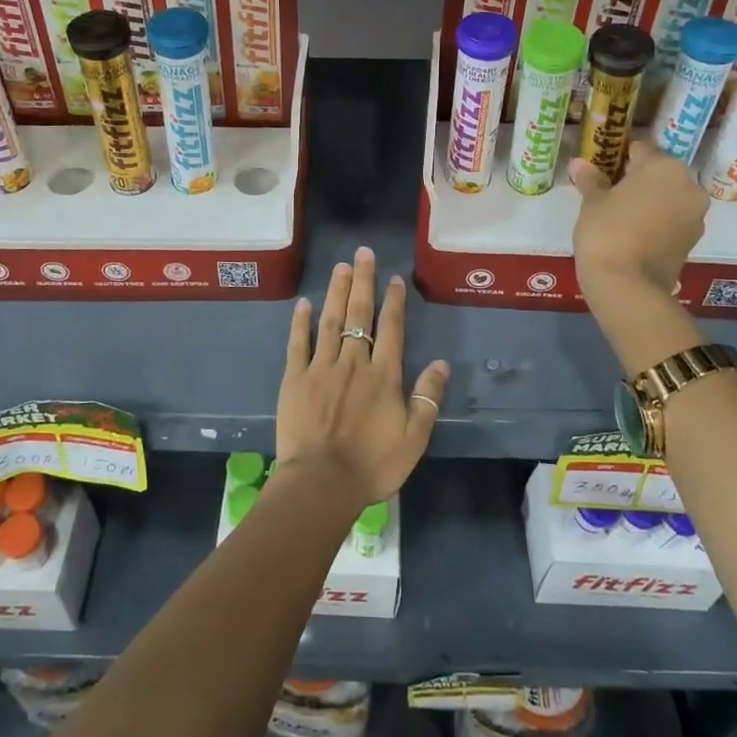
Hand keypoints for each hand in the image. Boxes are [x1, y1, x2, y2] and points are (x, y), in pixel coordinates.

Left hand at [275, 246, 447, 507]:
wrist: (321, 483)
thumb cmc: (372, 465)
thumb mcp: (414, 438)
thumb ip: (427, 398)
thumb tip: (442, 363)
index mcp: (383, 376)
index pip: (391, 329)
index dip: (393, 302)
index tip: (393, 278)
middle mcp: (353, 363)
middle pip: (359, 315)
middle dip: (362, 282)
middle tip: (363, 253)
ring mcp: (321, 368)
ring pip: (330, 321)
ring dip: (336, 292)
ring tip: (340, 267)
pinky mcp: (295, 379)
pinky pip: (298, 343)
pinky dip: (301, 322)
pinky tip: (304, 303)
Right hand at [568, 139, 706, 299]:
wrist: (627, 285)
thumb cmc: (607, 231)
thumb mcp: (592, 202)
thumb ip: (590, 180)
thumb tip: (579, 164)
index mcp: (666, 167)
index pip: (640, 149)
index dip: (618, 156)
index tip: (600, 168)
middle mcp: (689, 186)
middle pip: (658, 174)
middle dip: (636, 180)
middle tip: (607, 192)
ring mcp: (695, 216)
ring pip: (668, 198)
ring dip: (648, 201)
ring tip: (618, 215)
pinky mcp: (693, 241)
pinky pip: (671, 220)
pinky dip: (655, 221)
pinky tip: (631, 233)